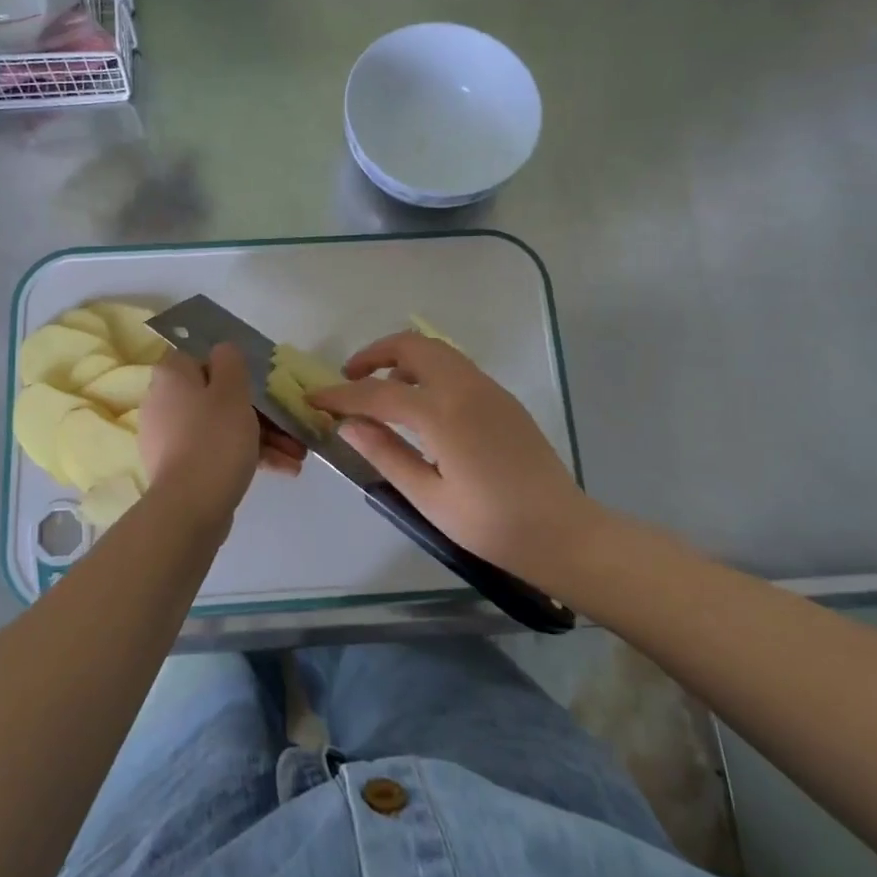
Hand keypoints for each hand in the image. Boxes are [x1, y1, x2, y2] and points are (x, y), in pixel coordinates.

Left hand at [137, 344, 303, 529]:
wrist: (189, 509)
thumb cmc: (214, 439)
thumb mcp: (232, 390)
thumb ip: (231, 362)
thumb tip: (223, 351)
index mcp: (172, 376)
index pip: (202, 357)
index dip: (234, 368)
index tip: (262, 383)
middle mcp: (164, 402)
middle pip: (218, 396)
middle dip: (261, 412)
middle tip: (292, 427)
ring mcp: (171, 438)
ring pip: (223, 427)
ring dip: (263, 437)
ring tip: (297, 456)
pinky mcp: (181, 468)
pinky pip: (217, 452)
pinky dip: (248, 456)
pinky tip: (284, 469)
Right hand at [310, 332, 590, 583]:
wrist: (561, 530)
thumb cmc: (490, 524)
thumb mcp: (429, 497)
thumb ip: (386, 454)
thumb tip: (348, 425)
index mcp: (443, 414)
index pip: (378, 393)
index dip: (341, 395)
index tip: (315, 398)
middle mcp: (465, 387)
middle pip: (411, 346)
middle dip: (374, 355)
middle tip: (350, 380)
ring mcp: (487, 388)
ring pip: (436, 350)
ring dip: (402, 359)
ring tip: (381, 392)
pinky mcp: (501, 396)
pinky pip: (455, 366)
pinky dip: (427, 369)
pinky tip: (419, 405)